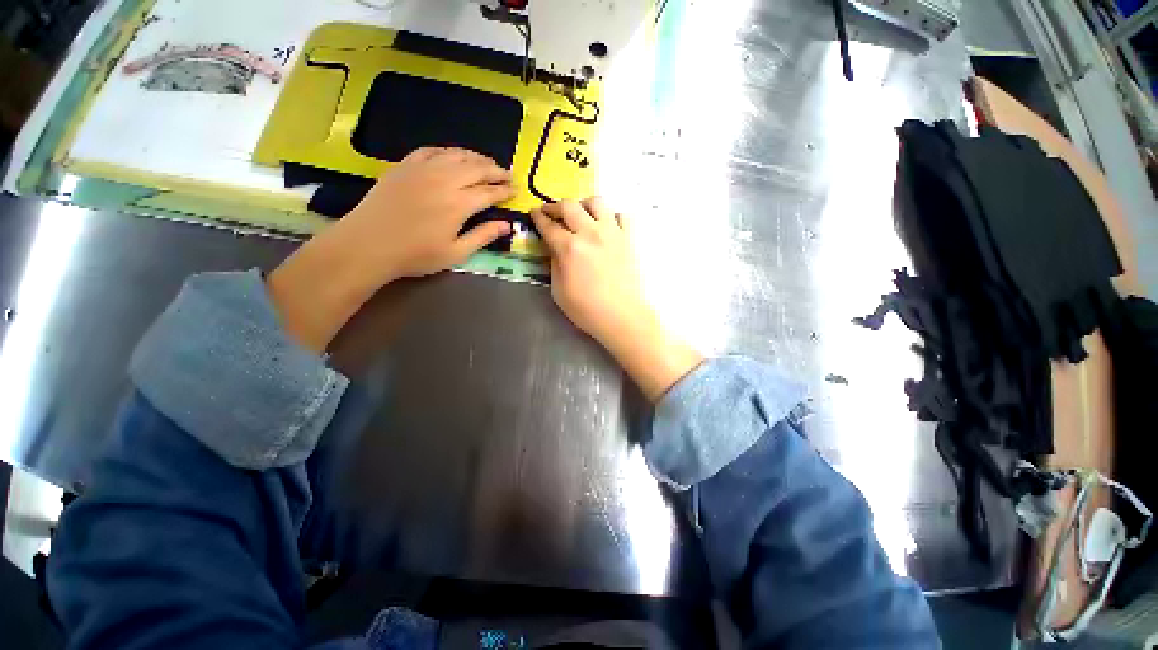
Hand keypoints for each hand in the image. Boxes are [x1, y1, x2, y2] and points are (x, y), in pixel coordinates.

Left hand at [269, 147, 514, 352]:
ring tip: (487, 162)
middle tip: (508, 174)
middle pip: (476, 168)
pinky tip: (453, 156)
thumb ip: (483, 236)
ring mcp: (422, 169)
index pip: (489, 192)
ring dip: (475, 157)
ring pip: (456, 155)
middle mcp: (444, 179)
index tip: (515, 191)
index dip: (505, 191)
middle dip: (495, 171)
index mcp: (459, 203)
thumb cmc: (416, 255)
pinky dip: (447, 151)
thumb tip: (507, 225)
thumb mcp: (456, 253)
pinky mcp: (404, 166)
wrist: (368, 244)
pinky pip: (430, 150)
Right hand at [531, 198, 702, 400]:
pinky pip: (621, 215)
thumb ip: (555, 264)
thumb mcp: (558, 291)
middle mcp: (590, 233)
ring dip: (583, 205)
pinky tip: (606, 227)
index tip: (534, 213)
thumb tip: (556, 249)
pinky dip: (611, 216)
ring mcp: (612, 232)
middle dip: (554, 206)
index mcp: (569, 248)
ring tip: (580, 215)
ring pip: (596, 202)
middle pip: (569, 206)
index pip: (549, 225)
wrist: (622, 316)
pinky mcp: (629, 238)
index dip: (538, 218)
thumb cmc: (587, 309)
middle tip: (550, 212)